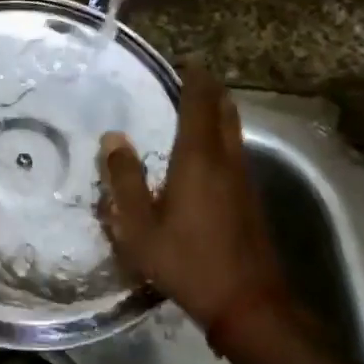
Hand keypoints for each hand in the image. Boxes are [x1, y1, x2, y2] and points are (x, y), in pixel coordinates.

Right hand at [99, 67, 286, 331]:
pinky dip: (222, 136)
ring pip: (234, 131)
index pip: (198, 106)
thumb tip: (113, 139)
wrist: (248, 302)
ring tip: (200, 104)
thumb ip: (124, 181)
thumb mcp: (140, 228)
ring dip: (219, 112)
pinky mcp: (251, 199)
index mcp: (198, 161)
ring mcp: (244, 180)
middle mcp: (226, 161)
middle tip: (194, 76)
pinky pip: (236, 151)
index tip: (187, 61)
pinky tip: (208, 152)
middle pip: (224, 112)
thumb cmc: (187, 263)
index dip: (194, 80)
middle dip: (211, 90)